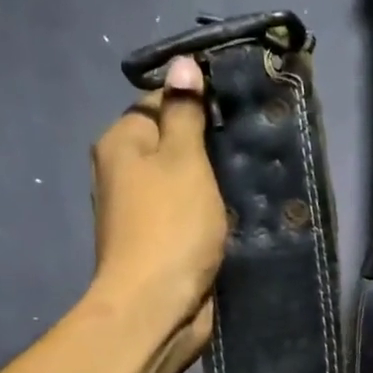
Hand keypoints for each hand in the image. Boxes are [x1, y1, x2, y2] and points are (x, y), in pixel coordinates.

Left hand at [88, 56, 224, 358]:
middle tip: (250, 145)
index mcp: (121, 143)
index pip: (159, 101)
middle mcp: (124, 173)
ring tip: (251, 177)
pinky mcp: (161, 242)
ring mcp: (141, 211)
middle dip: (210, 146)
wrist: (157, 308)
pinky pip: (189, 214)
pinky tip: (238, 212)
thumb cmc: (170, 227)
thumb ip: (185, 111)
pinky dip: (210, 213)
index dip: (198, 102)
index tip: (236, 111)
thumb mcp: (184, 160)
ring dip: (214, 183)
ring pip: (185, 181)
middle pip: (173, 143)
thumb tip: (183, 63)